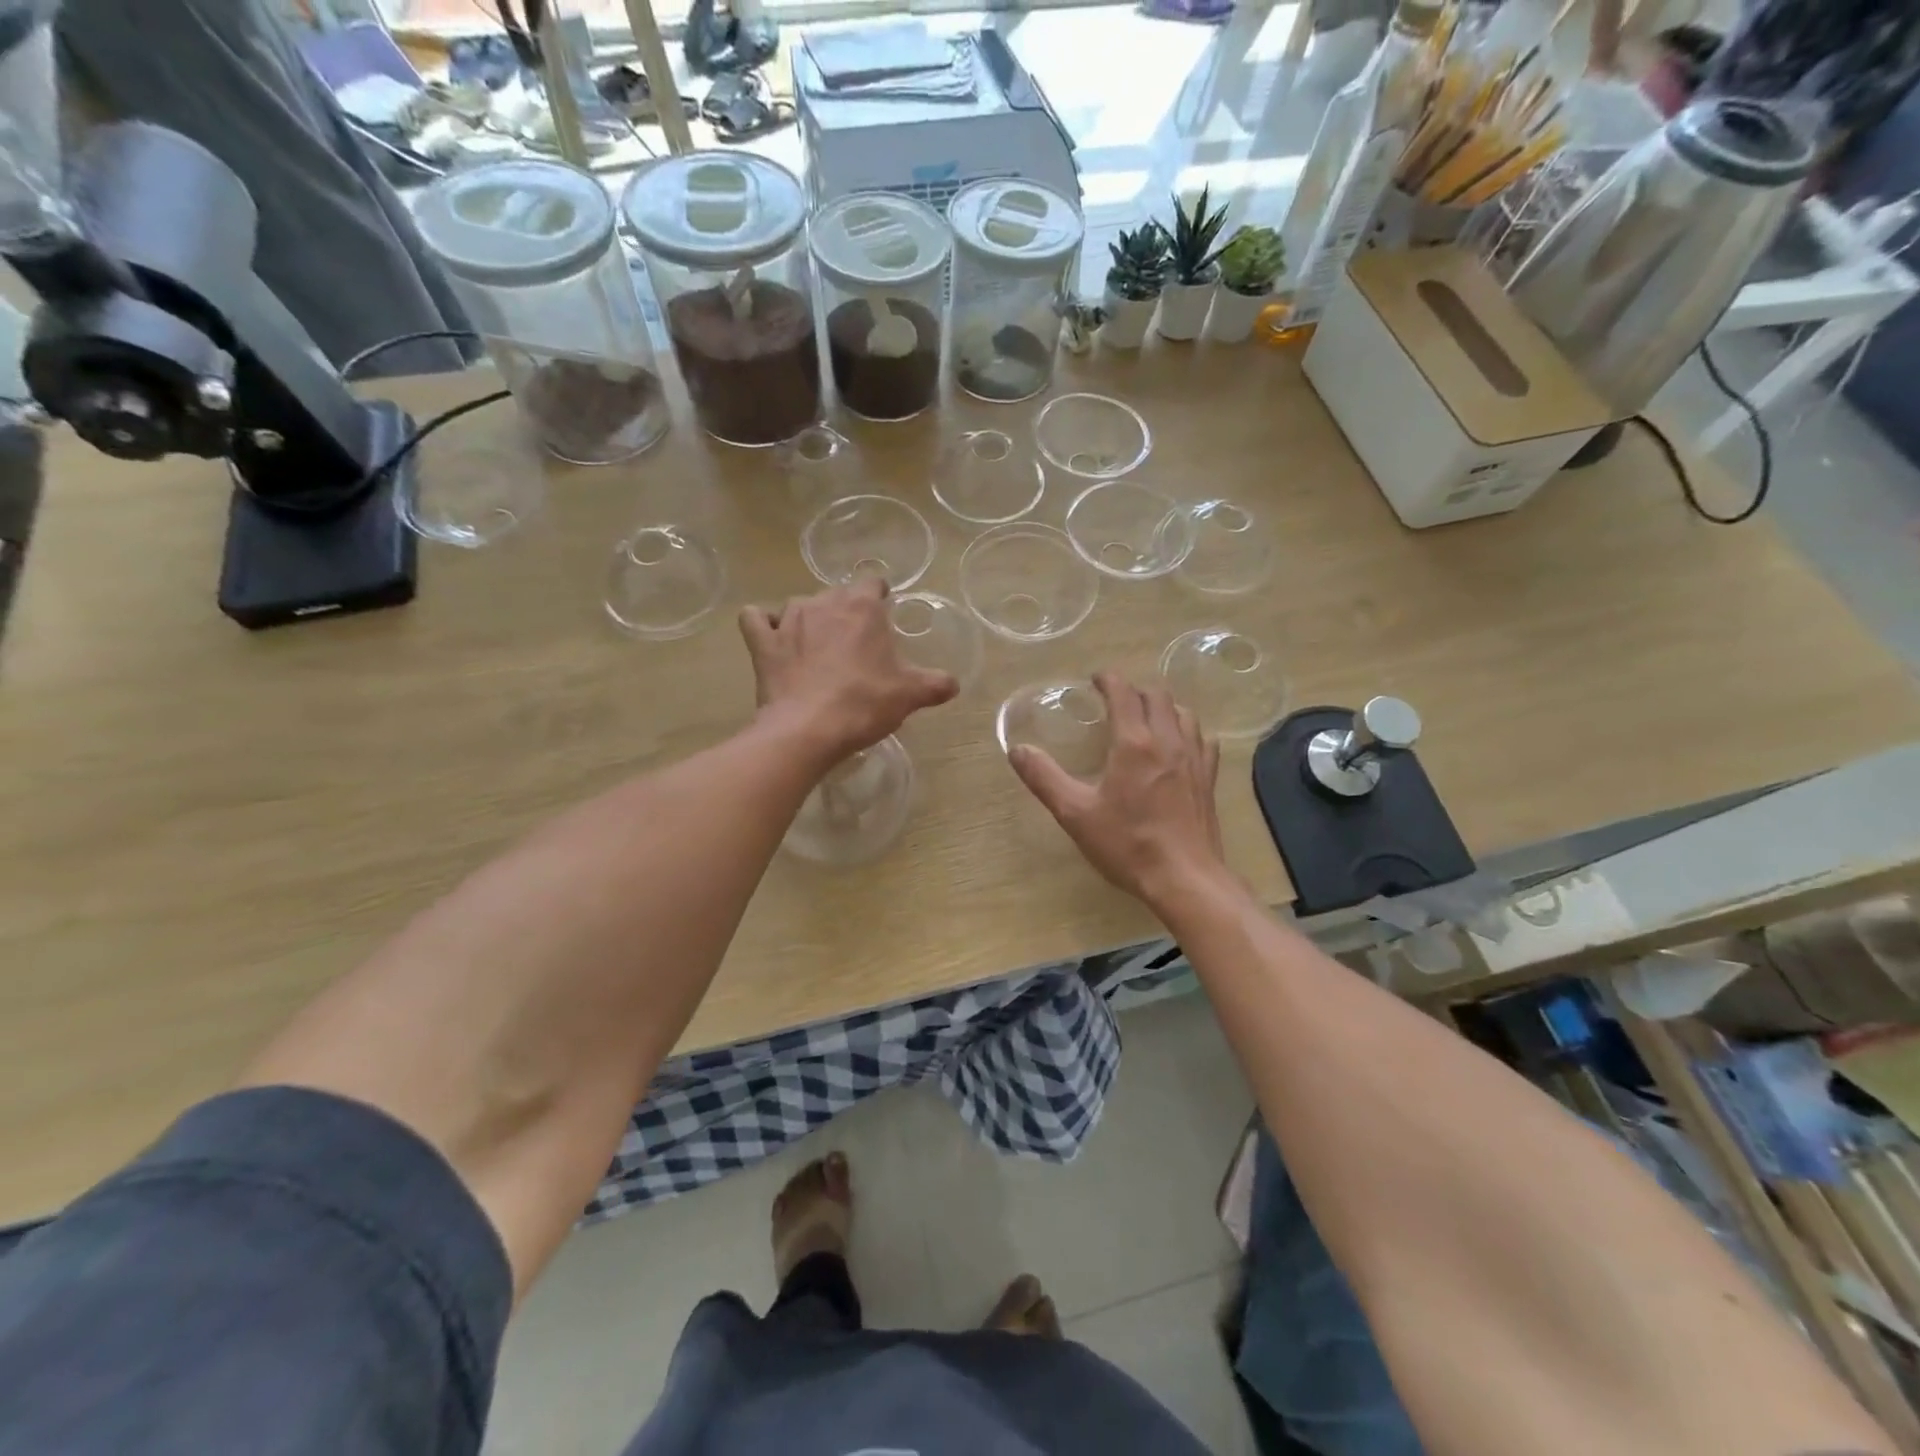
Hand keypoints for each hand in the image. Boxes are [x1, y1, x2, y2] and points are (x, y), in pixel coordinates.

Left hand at [740, 580, 957, 767]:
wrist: (807, 730)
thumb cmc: (864, 704)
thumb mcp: (909, 695)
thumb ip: (935, 684)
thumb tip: (954, 684)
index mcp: (862, 608)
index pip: (873, 582)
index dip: (879, 595)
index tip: (883, 613)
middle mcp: (824, 602)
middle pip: (837, 594)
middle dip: (846, 612)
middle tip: (855, 645)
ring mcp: (787, 619)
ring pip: (799, 605)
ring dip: (808, 620)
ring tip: (817, 649)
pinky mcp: (762, 642)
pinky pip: (755, 619)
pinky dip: (764, 624)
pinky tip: (774, 641)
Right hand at [1009, 672, 1226, 907]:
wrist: (1185, 878)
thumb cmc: (1127, 844)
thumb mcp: (1075, 813)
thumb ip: (1044, 778)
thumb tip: (1017, 750)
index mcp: (1134, 743)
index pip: (1124, 692)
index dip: (1109, 679)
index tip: (1095, 680)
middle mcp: (1168, 740)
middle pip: (1157, 696)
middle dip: (1135, 690)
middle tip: (1115, 700)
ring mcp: (1194, 759)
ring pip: (1183, 713)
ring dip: (1162, 707)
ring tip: (1145, 718)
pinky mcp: (1209, 779)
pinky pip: (1202, 739)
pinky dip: (1187, 731)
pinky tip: (1178, 746)